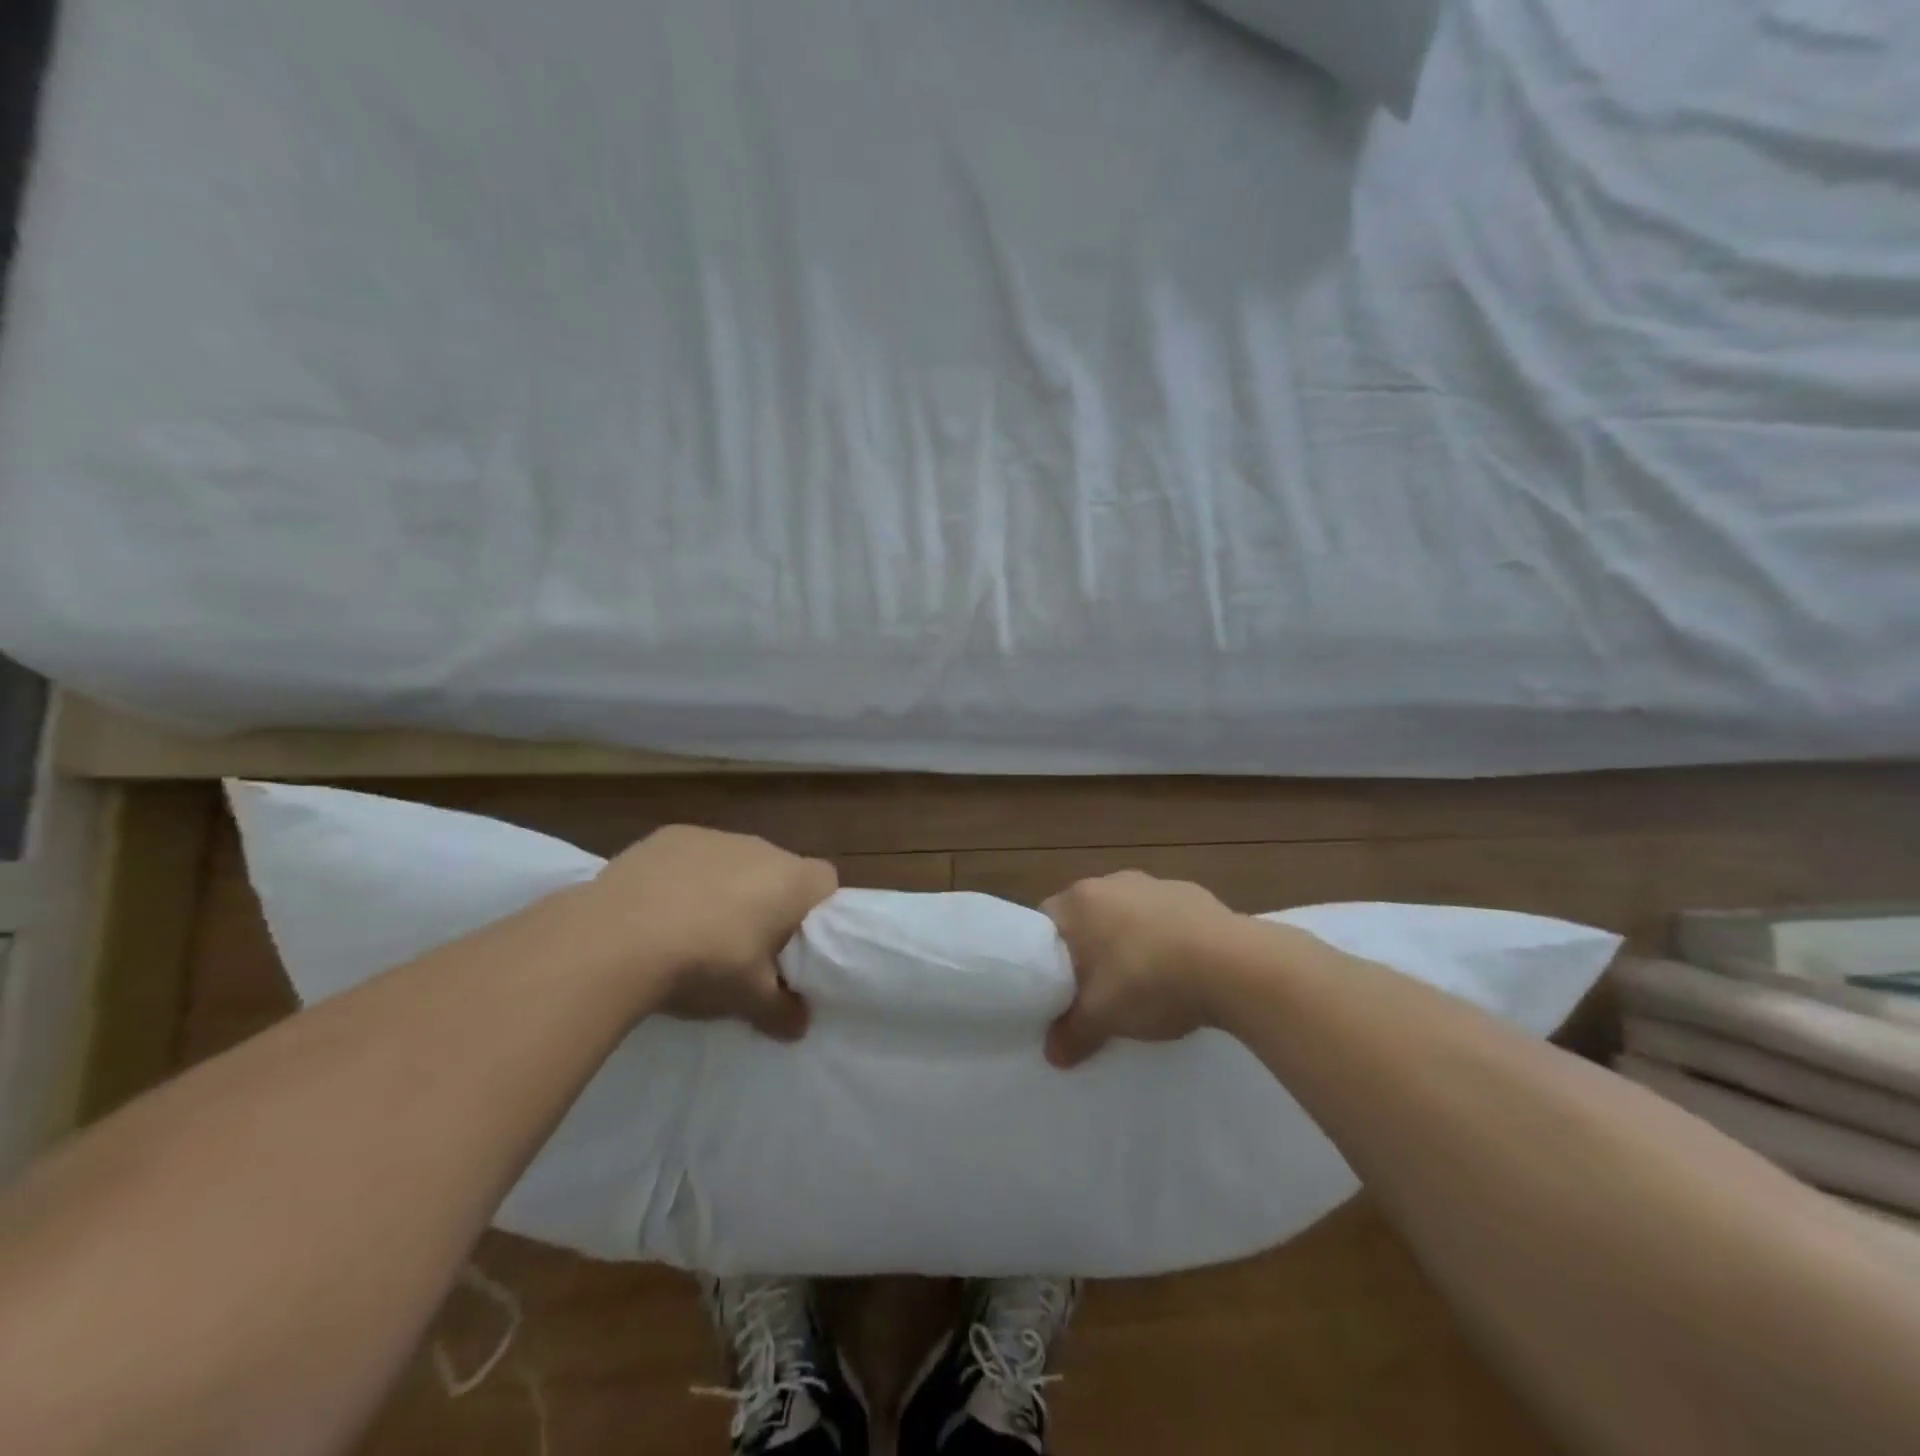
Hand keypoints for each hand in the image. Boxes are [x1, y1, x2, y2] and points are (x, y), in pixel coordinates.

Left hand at [577, 825, 838, 1039]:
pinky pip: (691, 857)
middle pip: (778, 871)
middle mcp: (760, 847)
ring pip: (734, 861)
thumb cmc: (703, 965)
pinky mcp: (668, 836)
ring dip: (725, 888)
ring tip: (694, 929)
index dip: (815, 912)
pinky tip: (658, 910)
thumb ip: (782, 1011)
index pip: (826, 882)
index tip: (794, 944)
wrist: (614, 940)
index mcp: (791, 880)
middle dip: (767, 901)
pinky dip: (684, 877)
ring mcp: (712, 837)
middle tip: (744, 945)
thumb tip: (799, 1026)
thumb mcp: (748, 1000)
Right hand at [1043, 871, 1240, 1067]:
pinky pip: (1165, 917)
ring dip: (1129, 941)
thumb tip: (1052, 1054)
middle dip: (1090, 949)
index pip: (1046, 922)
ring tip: (1144, 981)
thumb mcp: (1103, 1017)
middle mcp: (1112, 882)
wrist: (1233, 964)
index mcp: (1080, 901)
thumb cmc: (1149, 980)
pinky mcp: (1192, 893)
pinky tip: (1180, 969)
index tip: (1060, 985)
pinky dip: (1165, 938)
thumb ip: (1072, 1033)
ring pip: (1127, 914)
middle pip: (1087, 916)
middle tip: (1096, 989)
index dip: (1048, 956)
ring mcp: (1155, 883)